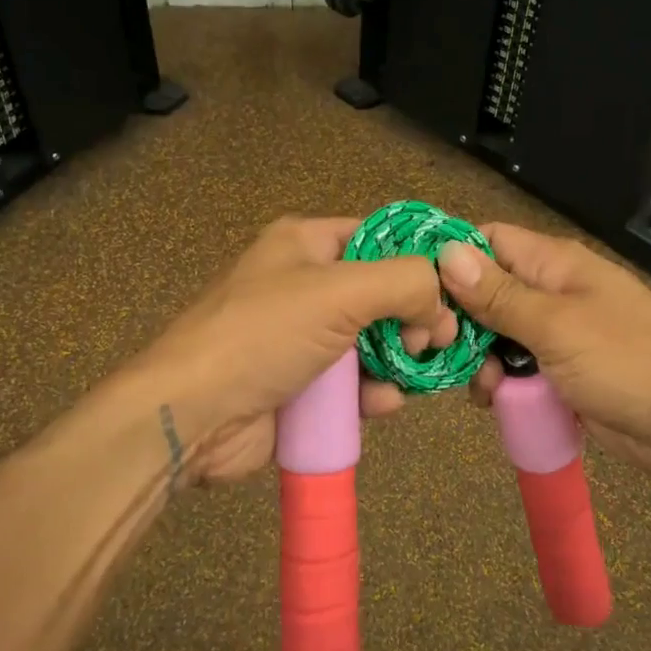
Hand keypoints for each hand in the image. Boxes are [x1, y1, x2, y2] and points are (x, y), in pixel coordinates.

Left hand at [128, 216, 456, 483]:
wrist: (193, 415)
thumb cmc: (264, 335)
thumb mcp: (339, 291)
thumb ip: (404, 282)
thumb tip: (441, 303)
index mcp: (306, 244)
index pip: (379, 236)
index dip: (420, 258)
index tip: (457, 288)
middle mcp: (305, 285)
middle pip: (381, 294)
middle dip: (414, 317)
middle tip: (436, 341)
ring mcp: (303, 339)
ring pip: (373, 342)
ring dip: (399, 359)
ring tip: (416, 373)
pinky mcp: (302, 386)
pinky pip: (353, 383)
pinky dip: (374, 392)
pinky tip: (384, 403)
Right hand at [436, 222, 650, 488]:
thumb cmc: (631, 363)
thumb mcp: (557, 326)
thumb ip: (499, 294)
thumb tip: (446, 252)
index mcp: (555, 264)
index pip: (488, 241)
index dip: (451, 258)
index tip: (416, 290)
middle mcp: (553, 293)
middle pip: (486, 293)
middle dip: (462, 321)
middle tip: (440, 351)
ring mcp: (560, 336)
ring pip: (499, 338)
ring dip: (482, 360)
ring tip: (485, 387)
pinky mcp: (564, 376)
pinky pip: (520, 371)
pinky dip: (505, 385)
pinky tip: (499, 403)